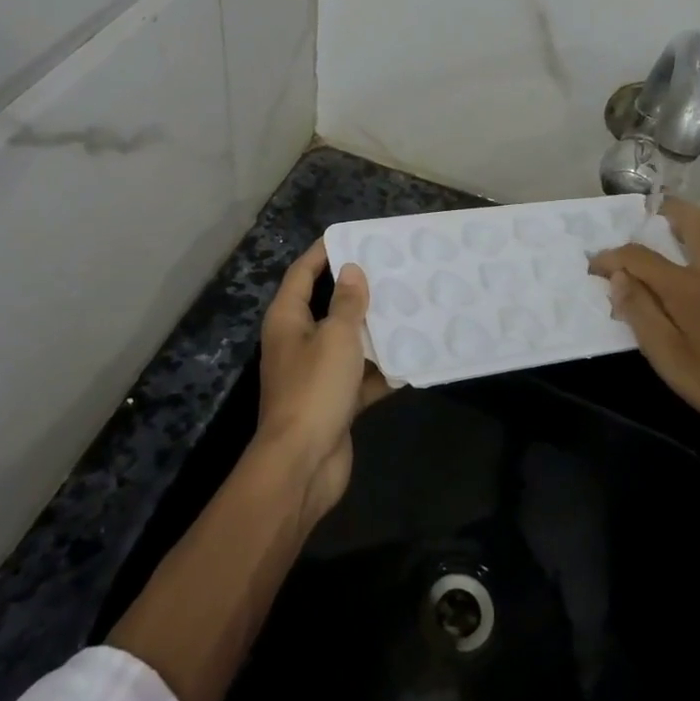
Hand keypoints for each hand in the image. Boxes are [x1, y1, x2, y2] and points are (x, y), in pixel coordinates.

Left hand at [257, 239, 390, 521]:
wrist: (302, 464)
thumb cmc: (314, 389)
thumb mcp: (336, 337)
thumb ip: (347, 303)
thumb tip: (352, 269)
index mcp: (288, 320)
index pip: (302, 273)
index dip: (324, 253)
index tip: (354, 236)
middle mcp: (298, 342)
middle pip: (327, 306)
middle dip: (358, 291)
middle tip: (393, 271)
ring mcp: (315, 374)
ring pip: (348, 343)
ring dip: (375, 331)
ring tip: (410, 309)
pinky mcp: (333, 402)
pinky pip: (360, 377)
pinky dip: (381, 371)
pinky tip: (412, 359)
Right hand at [587, 198, 699, 439]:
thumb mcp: (667, 355)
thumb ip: (640, 313)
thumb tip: (617, 277)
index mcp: (686, 286)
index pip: (640, 257)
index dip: (612, 257)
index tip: (592, 265)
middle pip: (694, 224)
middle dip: (671, 210)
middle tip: (651, 209)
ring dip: (693, 228)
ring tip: (674, 235)